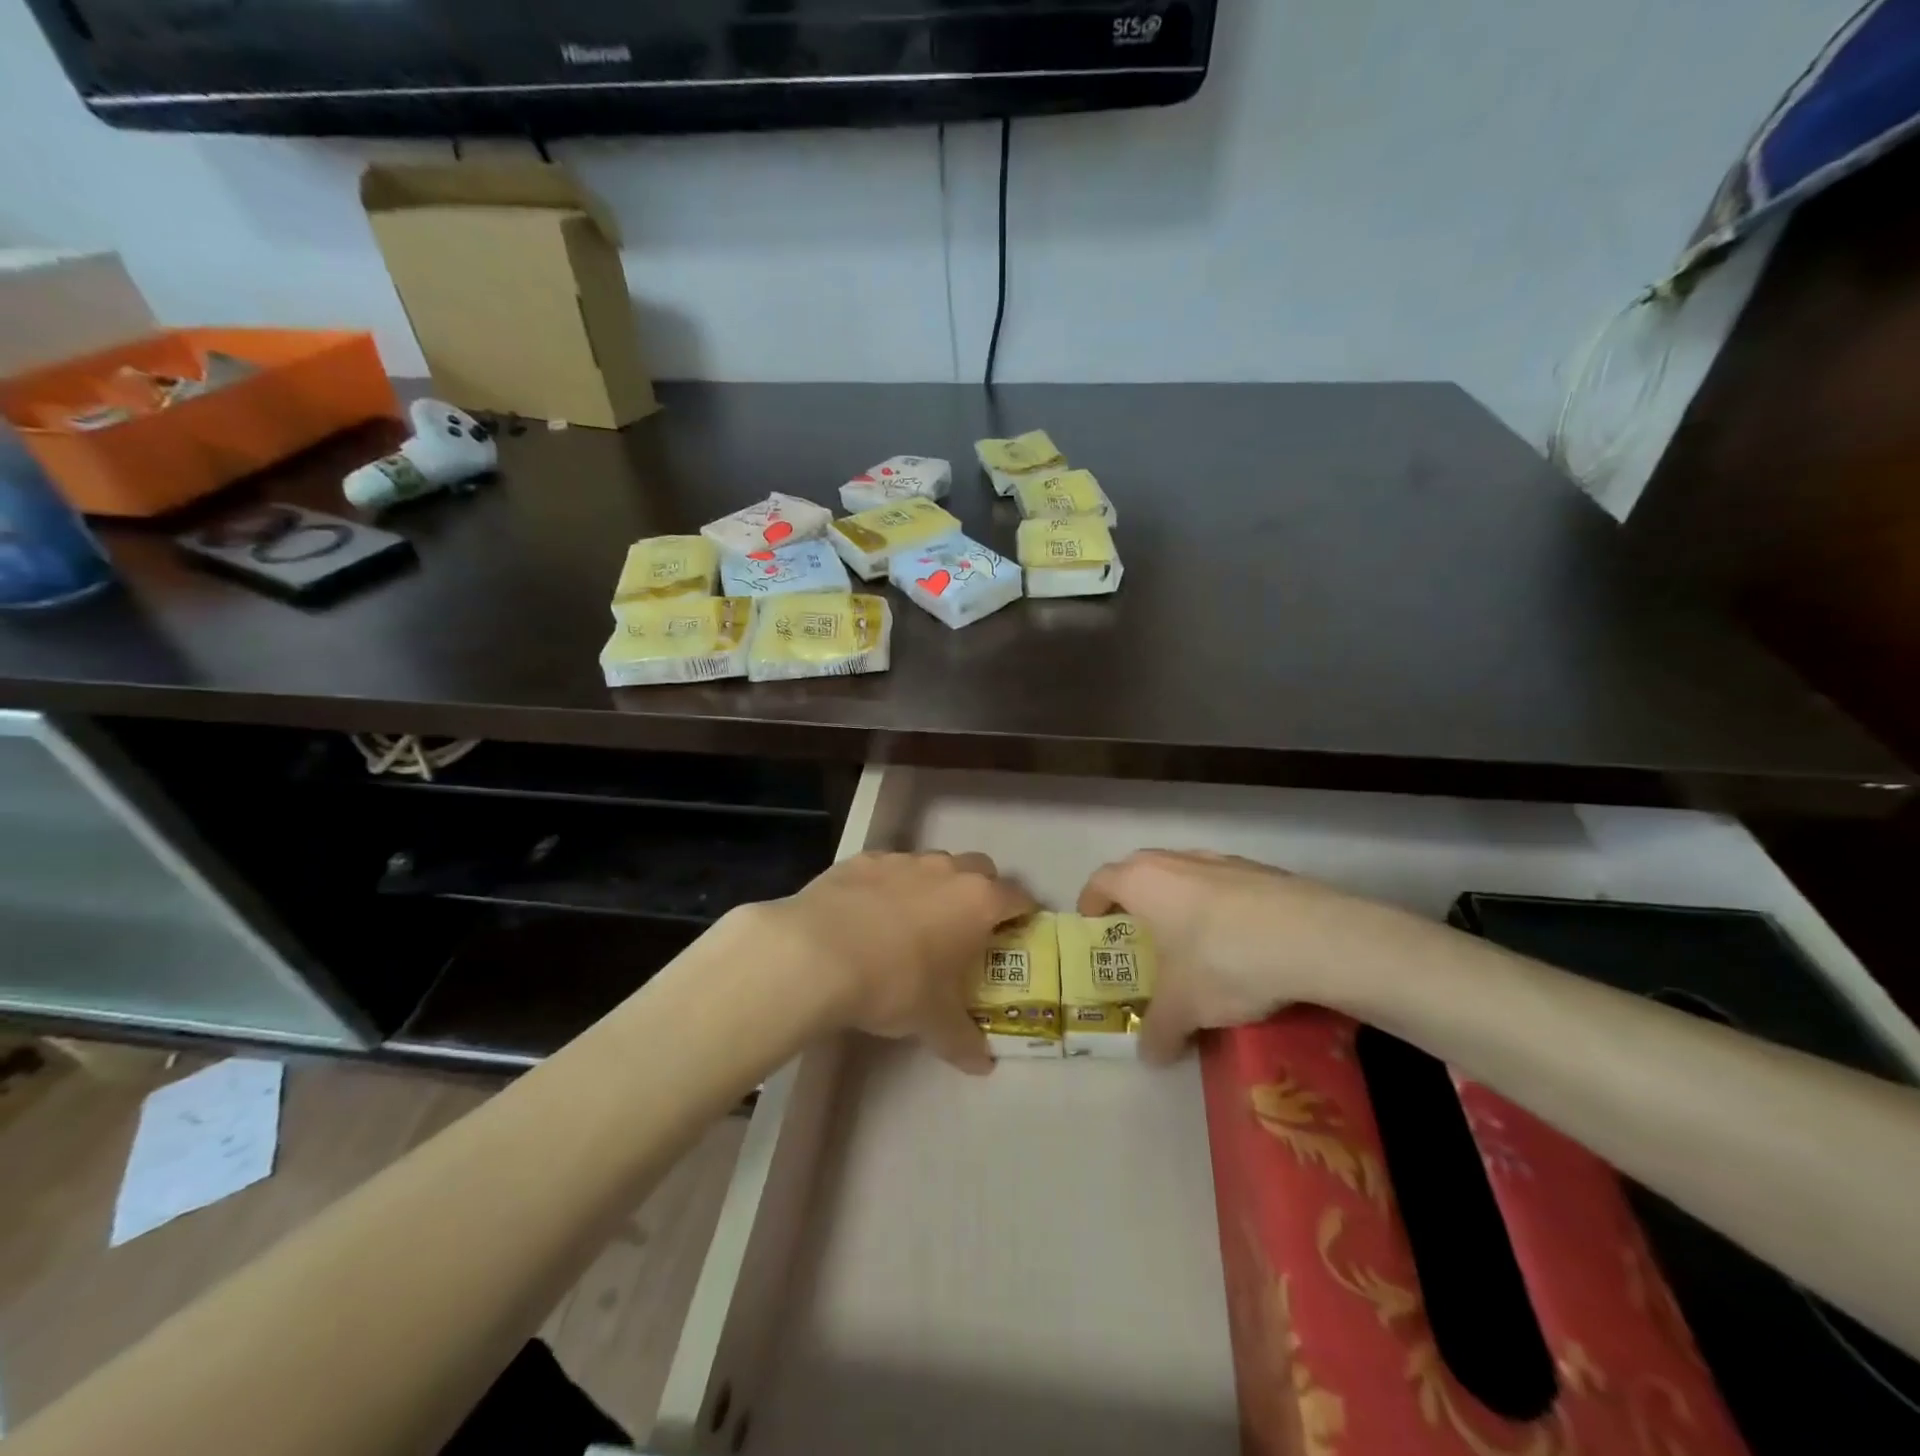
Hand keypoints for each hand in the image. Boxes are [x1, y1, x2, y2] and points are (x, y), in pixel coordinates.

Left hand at [755, 851, 1035, 1073]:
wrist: (817, 953)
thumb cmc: (894, 984)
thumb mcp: (933, 1022)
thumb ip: (963, 1041)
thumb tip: (983, 1065)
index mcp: (977, 902)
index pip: (1017, 897)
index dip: (1022, 914)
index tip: (1018, 931)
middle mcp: (946, 870)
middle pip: (980, 869)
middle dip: (981, 891)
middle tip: (966, 927)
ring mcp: (902, 860)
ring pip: (933, 864)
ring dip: (934, 886)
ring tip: (914, 922)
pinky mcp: (862, 859)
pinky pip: (888, 868)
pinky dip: (889, 885)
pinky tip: (868, 914)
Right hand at [1078, 850, 1441, 1063]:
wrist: (1314, 938)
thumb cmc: (1222, 960)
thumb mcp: (1184, 1008)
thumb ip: (1158, 1031)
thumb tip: (1149, 1057)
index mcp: (1143, 881)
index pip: (1101, 880)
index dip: (1091, 902)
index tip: (1092, 924)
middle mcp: (1176, 861)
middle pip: (1139, 870)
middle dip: (1133, 899)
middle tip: (1138, 935)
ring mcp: (1221, 860)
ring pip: (1184, 874)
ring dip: (1178, 901)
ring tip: (1190, 940)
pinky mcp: (1261, 871)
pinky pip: (1224, 885)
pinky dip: (1219, 906)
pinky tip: (1239, 942)